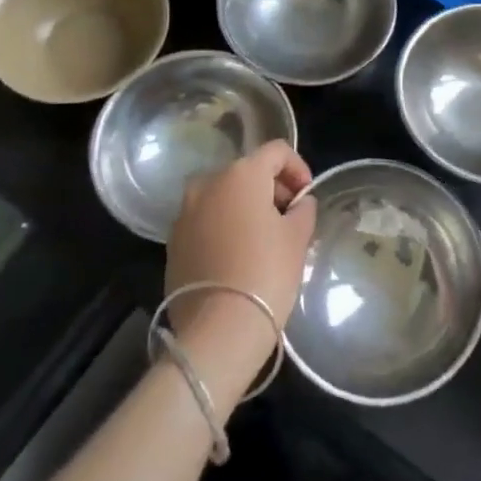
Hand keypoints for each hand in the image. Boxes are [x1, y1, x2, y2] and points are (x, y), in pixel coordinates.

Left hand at [164, 140, 316, 406]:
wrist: (218, 329)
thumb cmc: (266, 273)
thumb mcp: (298, 237)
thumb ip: (303, 210)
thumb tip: (300, 203)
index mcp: (241, 174)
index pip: (276, 151)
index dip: (298, 168)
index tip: (307, 196)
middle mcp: (208, 183)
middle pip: (247, 171)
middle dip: (271, 188)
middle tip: (290, 218)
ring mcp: (185, 212)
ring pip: (223, 196)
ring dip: (245, 207)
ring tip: (265, 238)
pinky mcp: (173, 242)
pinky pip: (206, 221)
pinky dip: (224, 226)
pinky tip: (239, 255)